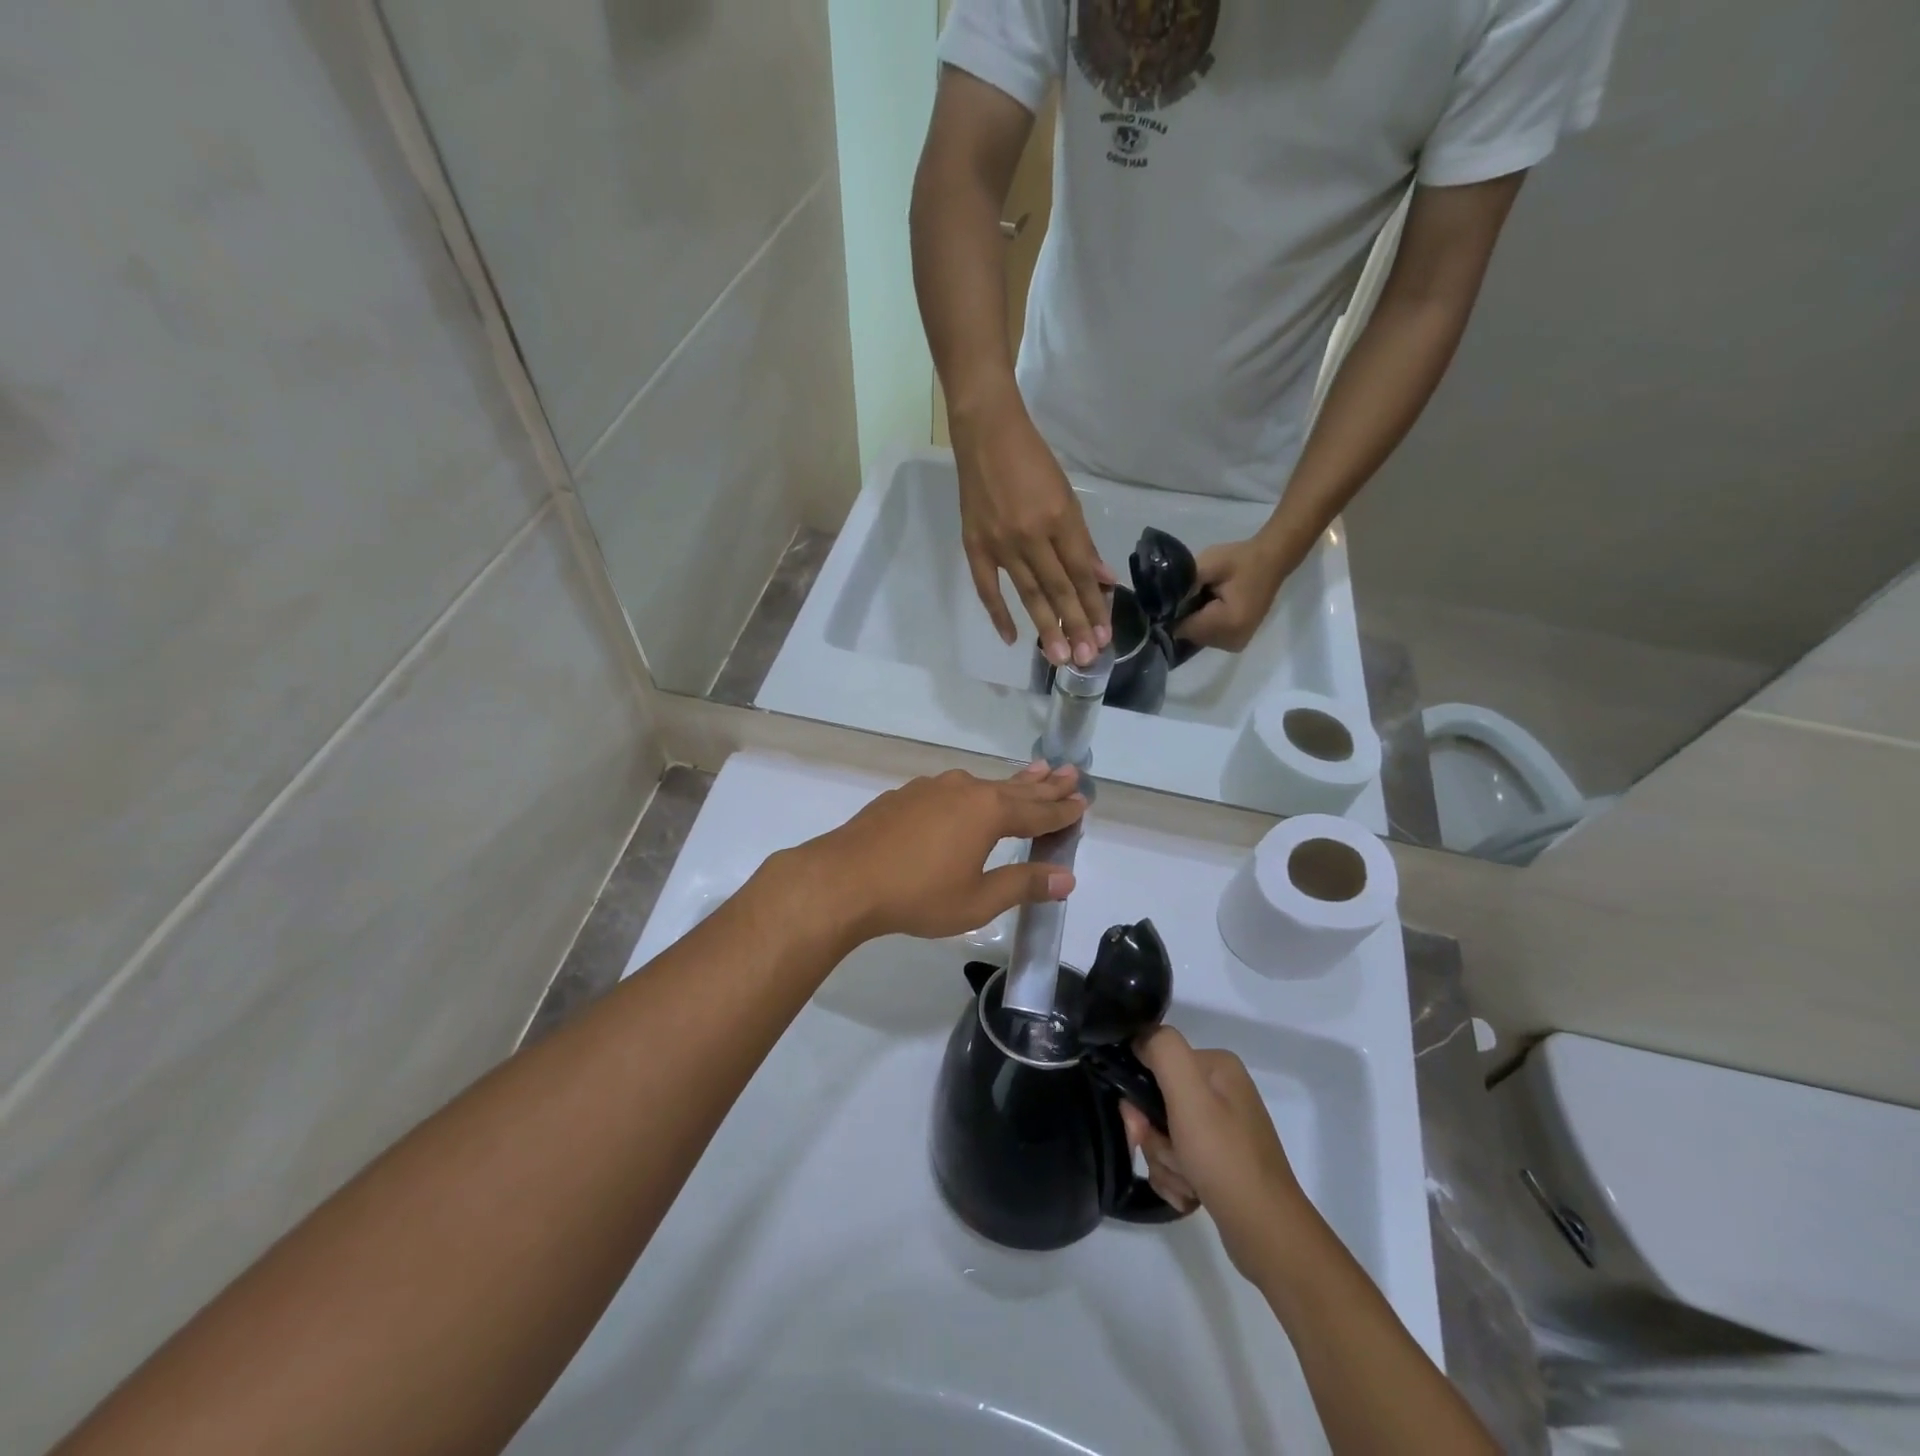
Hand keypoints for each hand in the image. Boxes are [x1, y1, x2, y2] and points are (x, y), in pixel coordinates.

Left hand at [785, 763, 1084, 944]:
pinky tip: (969, 794)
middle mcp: (965, 790)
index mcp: (988, 813)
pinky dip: (973, 791)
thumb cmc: (917, 895)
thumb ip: (1023, 885)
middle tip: (1070, 771)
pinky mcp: (906, 795)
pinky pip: (952, 789)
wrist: (844, 879)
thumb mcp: (977, 900)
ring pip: (982, 783)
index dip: (1062, 811)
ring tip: (1033, 771)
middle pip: (1015, 789)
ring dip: (1011, 781)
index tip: (1084, 802)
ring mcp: (932, 788)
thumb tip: (1067, 878)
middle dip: (1045, 785)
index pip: (1037, 812)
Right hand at [952, 398, 1112, 666]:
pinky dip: (999, 613)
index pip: (1081, 572)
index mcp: (1058, 518)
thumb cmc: (1032, 460)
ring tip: (1059, 657)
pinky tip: (1012, 638)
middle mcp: (1031, 535)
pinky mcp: (974, 545)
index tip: (1104, 635)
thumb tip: (1102, 578)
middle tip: (1086, 659)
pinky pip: (987, 587)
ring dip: (1045, 627)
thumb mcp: (1066, 494)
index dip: (1094, 605)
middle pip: (1058, 589)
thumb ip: (1081, 541)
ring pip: (1028, 594)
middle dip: (1074, 625)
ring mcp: (1000, 543)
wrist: (985, 434)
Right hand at [1118, 1027, 1310, 1284]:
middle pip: (1157, 1102)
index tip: (1141, 1125)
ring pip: (1164, 1135)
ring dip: (1164, 1162)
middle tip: (1170, 1158)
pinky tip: (1191, 1195)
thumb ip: (1163, 1051)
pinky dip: (1176, 1180)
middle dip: (1153, 1137)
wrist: (1267, 1234)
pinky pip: (1178, 1161)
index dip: (1139, 1095)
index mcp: (1217, 1066)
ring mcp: (1222, 1129)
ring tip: (1187, 1183)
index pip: (1155, 1062)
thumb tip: (1139, 1038)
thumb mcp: (1190, 1095)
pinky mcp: (1220, 1162)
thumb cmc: (1225, 1159)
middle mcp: (1221, 1091)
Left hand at [1174, 537, 1292, 652]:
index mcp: (1228, 623)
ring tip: (1205, 598)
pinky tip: (1211, 607)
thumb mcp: (1209, 564)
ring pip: (1198, 637)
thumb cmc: (1240, 560)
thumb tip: (1162, 603)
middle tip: (1194, 593)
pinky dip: (1205, 624)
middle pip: (1190, 635)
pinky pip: (1209, 637)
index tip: (1175, 596)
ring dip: (1195, 621)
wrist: (1272, 561)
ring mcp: (1236, 644)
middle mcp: (1232, 641)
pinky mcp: (1237, 642)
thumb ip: (1184, 585)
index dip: (1174, 612)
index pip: (1183, 628)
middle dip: (1185, 617)